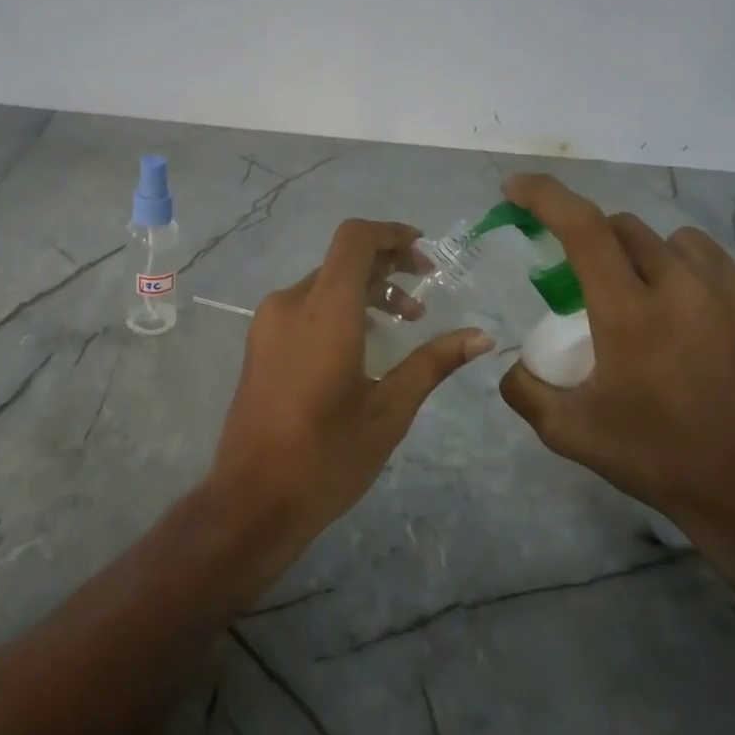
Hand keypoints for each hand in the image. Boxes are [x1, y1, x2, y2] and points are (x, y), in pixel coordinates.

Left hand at [211, 219, 492, 541]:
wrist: (252, 500)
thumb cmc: (326, 457)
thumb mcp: (389, 411)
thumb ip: (433, 363)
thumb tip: (481, 336)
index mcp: (324, 311)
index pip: (354, 240)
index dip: (392, 234)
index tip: (425, 254)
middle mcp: (289, 304)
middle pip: (341, 260)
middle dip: (386, 267)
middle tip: (425, 294)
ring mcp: (268, 323)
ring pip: (323, 284)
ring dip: (364, 290)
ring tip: (403, 322)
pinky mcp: (259, 343)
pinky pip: (304, 306)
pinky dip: (338, 308)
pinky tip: (363, 344)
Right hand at [496, 173, 734, 561]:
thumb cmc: (655, 459)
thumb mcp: (569, 433)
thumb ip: (524, 388)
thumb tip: (513, 361)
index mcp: (630, 314)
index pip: (581, 227)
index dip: (544, 196)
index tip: (516, 188)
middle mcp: (686, 289)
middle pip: (627, 228)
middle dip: (597, 243)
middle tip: (592, 285)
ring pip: (679, 243)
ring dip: (651, 259)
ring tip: (652, 304)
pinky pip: (723, 274)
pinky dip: (698, 288)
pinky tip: (702, 335)